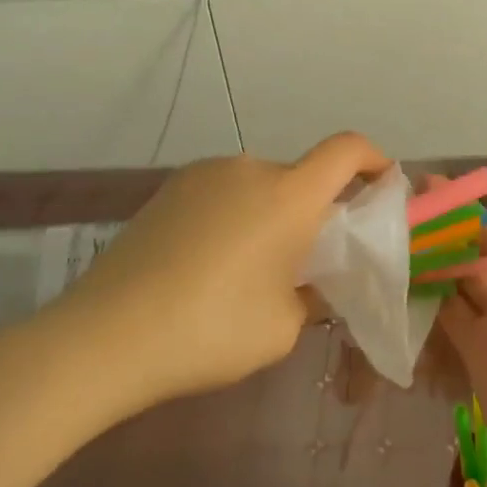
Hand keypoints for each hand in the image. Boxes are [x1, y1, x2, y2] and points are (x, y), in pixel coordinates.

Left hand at [39, 133, 389, 420]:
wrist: (104, 337)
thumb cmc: (211, 330)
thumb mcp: (283, 327)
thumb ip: (310, 295)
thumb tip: (306, 284)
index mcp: (289, 195)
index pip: (347, 149)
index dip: (373, 159)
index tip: (381, 188)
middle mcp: (249, 169)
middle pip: (301, 176)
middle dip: (315, 209)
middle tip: (306, 261)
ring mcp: (203, 175)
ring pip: (259, 187)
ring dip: (270, 215)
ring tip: (248, 270)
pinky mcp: (168, 190)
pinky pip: (222, 194)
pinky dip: (233, 217)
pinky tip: (207, 265)